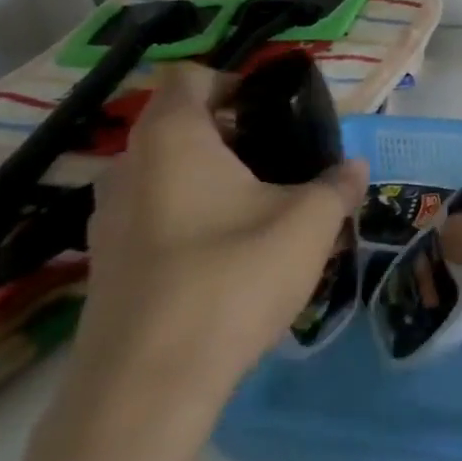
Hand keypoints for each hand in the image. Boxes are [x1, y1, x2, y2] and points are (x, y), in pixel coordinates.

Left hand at [76, 64, 366, 407]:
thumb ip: (336, 186)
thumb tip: (354, 168)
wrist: (149, 384)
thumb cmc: (232, 277)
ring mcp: (108, 219)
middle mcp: (128, 167)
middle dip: (232, 138)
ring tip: (260, 212)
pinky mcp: (106, 265)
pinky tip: (228, 258)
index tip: (275, 112)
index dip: (234, 82)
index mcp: (172, 138)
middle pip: (179, 127)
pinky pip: (154, 218)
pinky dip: (190, 220)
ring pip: (165, 176)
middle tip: (283, 165)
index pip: (190, 77)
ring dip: (210, 181)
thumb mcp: (308, 224)